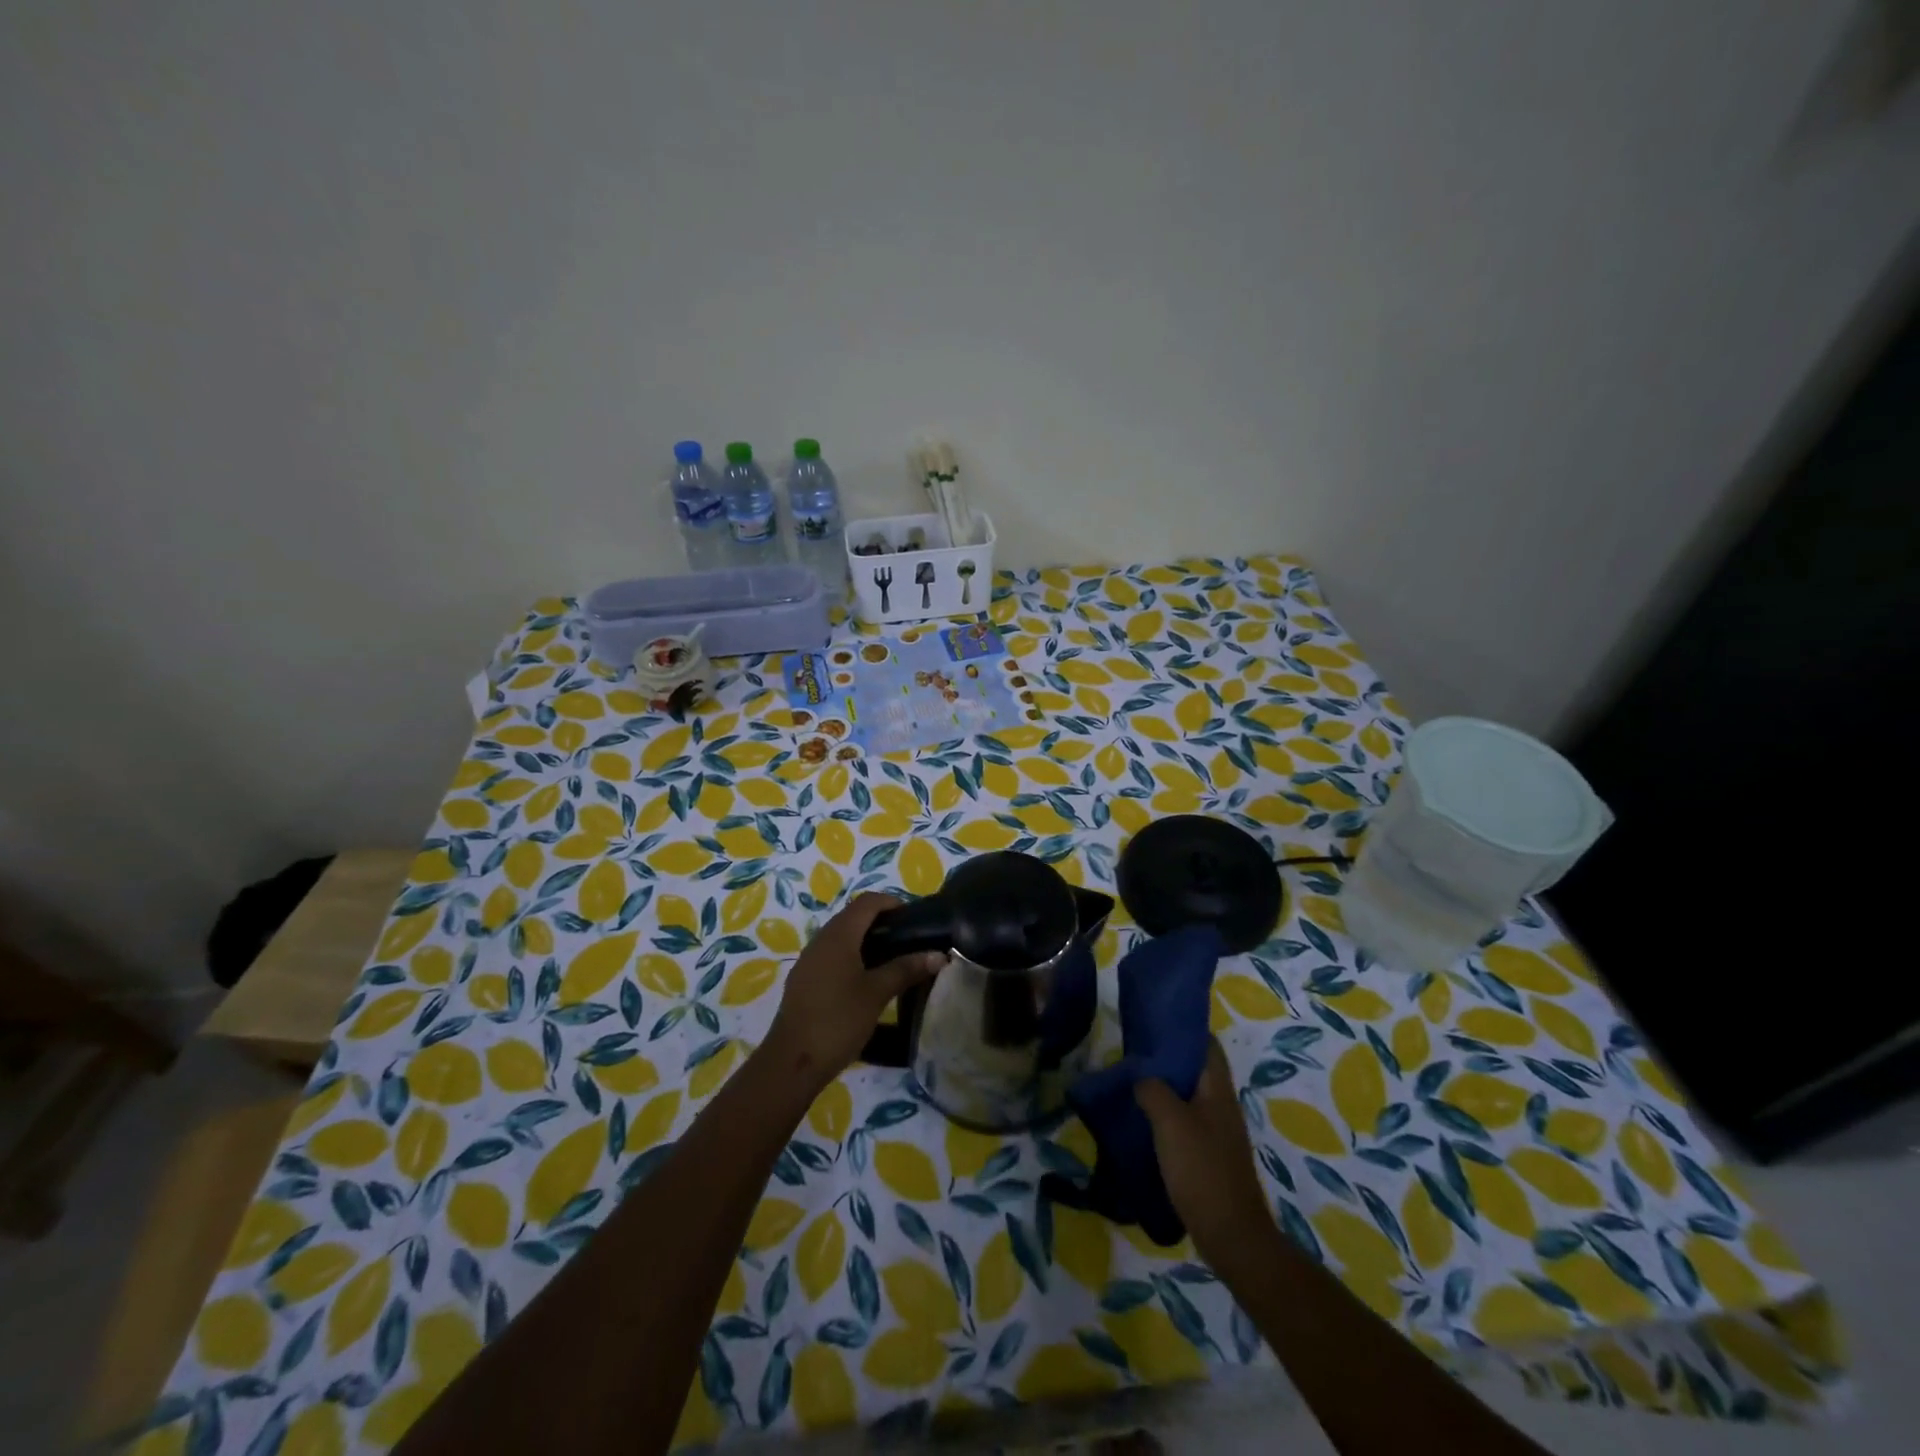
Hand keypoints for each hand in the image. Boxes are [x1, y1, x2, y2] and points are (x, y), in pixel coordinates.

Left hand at [761, 893, 944, 1091]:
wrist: (792, 1062)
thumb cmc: (838, 1020)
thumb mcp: (877, 994)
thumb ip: (906, 969)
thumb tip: (938, 955)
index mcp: (839, 935)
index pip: (868, 902)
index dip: (892, 903)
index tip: (915, 919)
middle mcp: (821, 939)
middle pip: (853, 917)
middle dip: (882, 922)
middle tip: (909, 941)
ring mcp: (809, 960)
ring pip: (842, 937)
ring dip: (867, 940)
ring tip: (893, 961)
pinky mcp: (804, 980)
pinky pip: (832, 955)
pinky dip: (852, 957)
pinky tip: (866, 981)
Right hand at [1136, 1040, 1276, 1264]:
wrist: (1231, 1235)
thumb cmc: (1202, 1170)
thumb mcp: (1170, 1122)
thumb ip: (1153, 1090)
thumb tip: (1141, 1077)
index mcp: (1217, 1089)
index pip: (1206, 1044)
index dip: (1183, 1029)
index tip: (1152, 1022)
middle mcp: (1221, 1105)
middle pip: (1195, 1069)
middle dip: (1166, 1058)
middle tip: (1132, 1053)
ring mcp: (1218, 1132)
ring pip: (1188, 1096)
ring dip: (1164, 1088)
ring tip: (1131, 1084)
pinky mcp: (1209, 1156)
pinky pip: (1185, 1122)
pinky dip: (1165, 1115)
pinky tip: (1143, 1122)